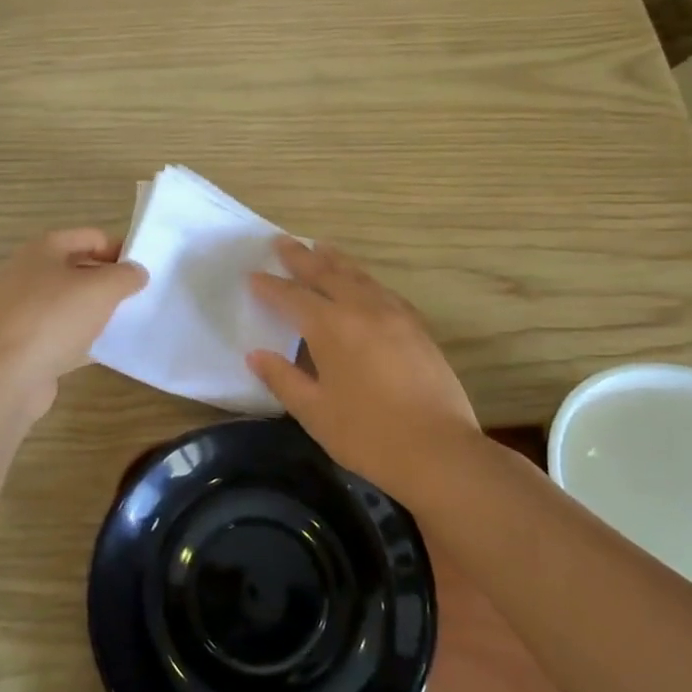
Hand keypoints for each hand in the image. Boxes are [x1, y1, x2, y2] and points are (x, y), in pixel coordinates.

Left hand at [0, 229, 146, 412]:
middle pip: (78, 270)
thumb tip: (136, 272)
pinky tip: (106, 352)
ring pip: (69, 305)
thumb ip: (125, 276)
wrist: (2, 376)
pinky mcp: (24, 345)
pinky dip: (82, 341)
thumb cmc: (52, 319)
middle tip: (138, 298)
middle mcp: (29, 274)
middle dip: (108, 282)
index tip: (144, 272)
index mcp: (43, 249)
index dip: (119, 249)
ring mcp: (23, 311)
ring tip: (127, 324)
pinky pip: (61, 336)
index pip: (91, 237)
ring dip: (96, 312)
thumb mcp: (101, 289)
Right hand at [247, 238, 478, 499]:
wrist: (439, 451)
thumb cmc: (367, 434)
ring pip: (360, 277)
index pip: (292, 298)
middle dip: (301, 258)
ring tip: (321, 248)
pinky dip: (366, 280)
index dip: (270, 287)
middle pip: (327, 274)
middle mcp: (362, 310)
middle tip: (282, 241)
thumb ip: (283, 379)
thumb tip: (256, 355)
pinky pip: (384, 291)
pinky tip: (365, 284)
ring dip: (336, 261)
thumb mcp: (314, 412)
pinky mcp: (418, 328)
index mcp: (331, 327)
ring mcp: (395, 316)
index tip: (252, 275)